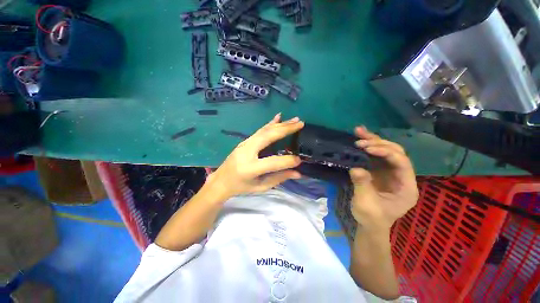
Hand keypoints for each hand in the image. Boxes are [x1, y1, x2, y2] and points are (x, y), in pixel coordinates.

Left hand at [206, 113, 303, 199]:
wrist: (221, 180)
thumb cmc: (241, 187)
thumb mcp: (260, 186)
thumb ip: (279, 178)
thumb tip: (298, 173)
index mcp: (250, 168)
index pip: (273, 162)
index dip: (288, 161)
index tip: (300, 160)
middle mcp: (246, 152)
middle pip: (268, 137)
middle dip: (285, 129)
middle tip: (301, 124)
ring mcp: (244, 144)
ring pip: (264, 131)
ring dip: (281, 124)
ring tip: (295, 120)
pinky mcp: (244, 141)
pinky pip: (259, 131)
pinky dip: (270, 124)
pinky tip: (279, 117)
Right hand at [349, 126, 418, 231]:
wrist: (370, 227)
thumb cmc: (371, 220)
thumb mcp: (366, 205)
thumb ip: (363, 186)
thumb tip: (355, 169)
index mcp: (408, 189)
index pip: (403, 163)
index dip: (387, 152)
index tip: (369, 149)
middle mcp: (406, 178)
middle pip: (397, 153)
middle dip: (380, 144)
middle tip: (362, 141)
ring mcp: (396, 174)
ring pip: (389, 151)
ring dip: (375, 141)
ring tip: (359, 132)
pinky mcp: (387, 171)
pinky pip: (381, 155)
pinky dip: (372, 146)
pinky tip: (362, 137)